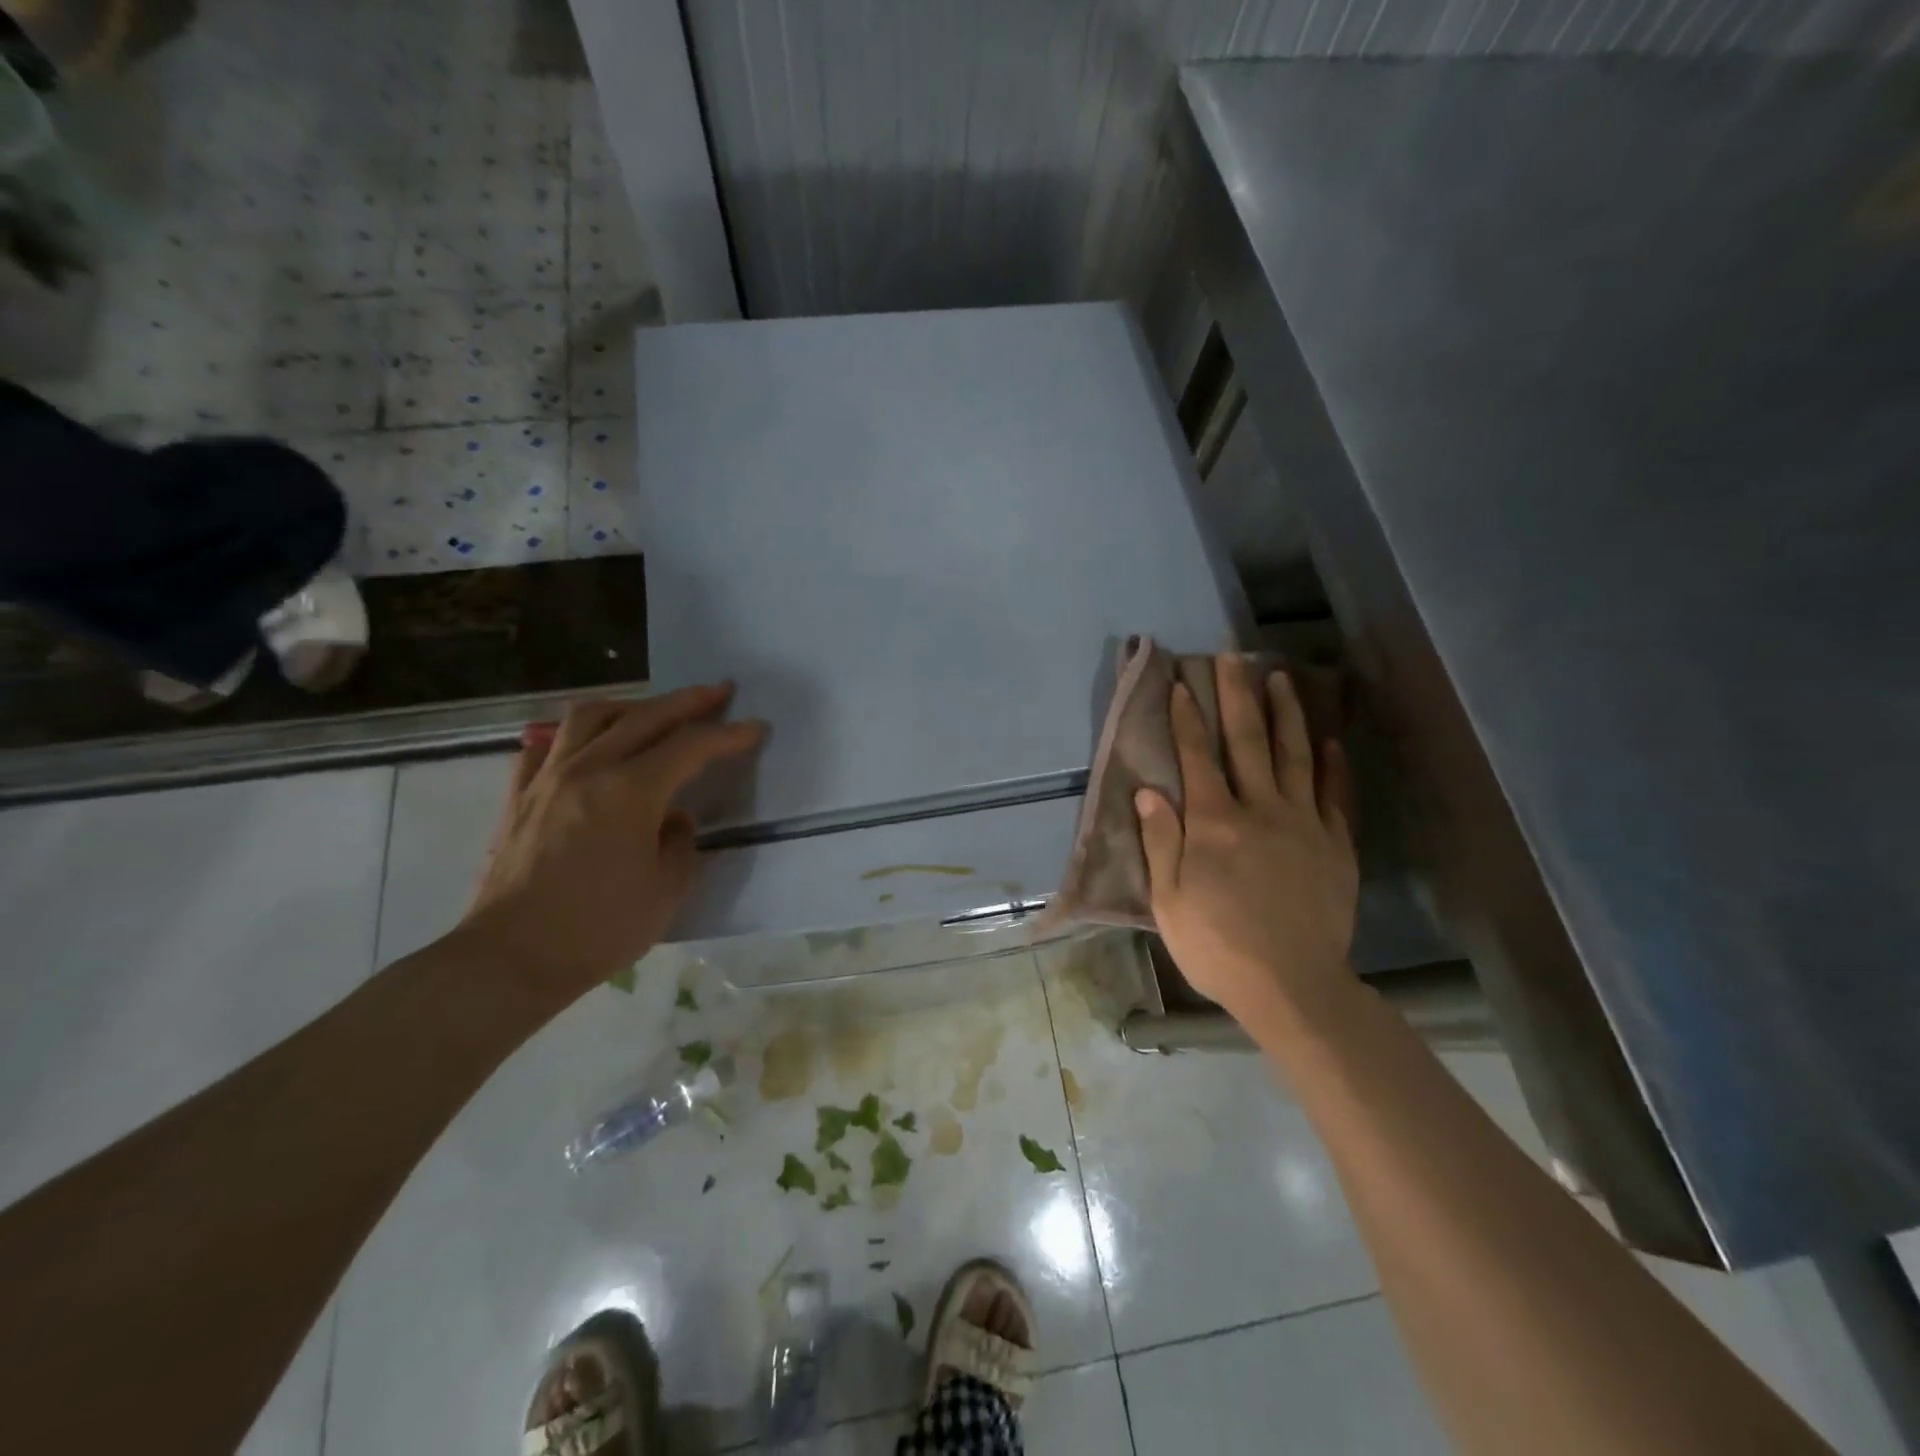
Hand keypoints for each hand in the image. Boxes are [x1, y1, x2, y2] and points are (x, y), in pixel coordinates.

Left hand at [462, 685, 765, 1000]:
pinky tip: (587, 748)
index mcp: (631, 791)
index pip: (690, 747)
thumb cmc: (599, 928)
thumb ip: (681, 843)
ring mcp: (547, 778)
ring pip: (590, 717)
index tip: (755, 728)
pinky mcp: (519, 797)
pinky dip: (574, 737)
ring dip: (630, 706)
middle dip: (689, 701)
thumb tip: (674, 819)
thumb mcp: (666, 891)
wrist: (510, 958)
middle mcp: (589, 769)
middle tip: (719, 692)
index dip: (728, 735)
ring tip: (652, 712)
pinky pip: (546, 746)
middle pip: (646, 717)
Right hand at [1135, 655, 1358, 1029]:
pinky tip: (1329, 740)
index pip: (1198, 757)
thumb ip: (1161, 841)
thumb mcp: (1169, 900)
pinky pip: (1335, 793)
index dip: (1187, 718)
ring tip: (1281, 678)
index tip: (1183, 683)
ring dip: (1286, 713)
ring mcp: (1304, 824)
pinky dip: (1332, 764)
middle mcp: (1260, 810)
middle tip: (1235, 656)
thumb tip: (1148, 790)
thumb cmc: (1217, 945)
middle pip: (1248, 742)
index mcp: (1214, 823)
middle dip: (1238, 696)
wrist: (1293, 986)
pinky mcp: (1336, 844)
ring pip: (1295, 755)